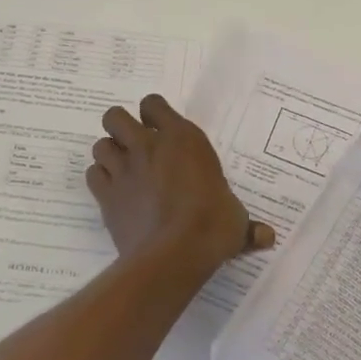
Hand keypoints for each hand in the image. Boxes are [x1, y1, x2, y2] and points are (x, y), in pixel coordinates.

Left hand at [88, 94, 273, 278]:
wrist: (174, 254)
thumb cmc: (212, 226)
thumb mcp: (236, 220)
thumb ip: (246, 224)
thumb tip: (267, 237)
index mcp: (182, 139)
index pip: (154, 105)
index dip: (153, 114)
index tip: (160, 128)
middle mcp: (147, 146)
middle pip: (115, 117)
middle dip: (120, 128)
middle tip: (134, 146)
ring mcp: (123, 169)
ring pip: (99, 145)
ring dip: (109, 154)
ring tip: (122, 169)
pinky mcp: (106, 196)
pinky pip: (93, 175)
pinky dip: (100, 180)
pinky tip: (113, 192)